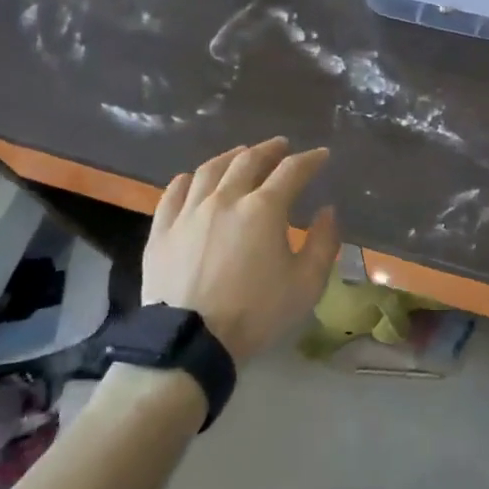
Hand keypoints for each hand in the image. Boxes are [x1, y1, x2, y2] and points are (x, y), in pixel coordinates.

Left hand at [144, 138, 341, 363]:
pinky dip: (188, 179)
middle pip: (249, 160)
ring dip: (230, 157)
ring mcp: (189, 211)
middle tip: (281, 146)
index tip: (321, 155)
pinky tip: (194, 179)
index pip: (292, 171)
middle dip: (270, 150)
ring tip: (241, 154)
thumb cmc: (255, 313)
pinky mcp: (162, 230)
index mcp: (263, 209)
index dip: (310, 160)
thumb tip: (326, 211)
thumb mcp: (306, 284)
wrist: (191, 342)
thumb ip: (322, 243)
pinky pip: (174, 192)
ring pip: (210, 170)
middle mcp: (225, 199)